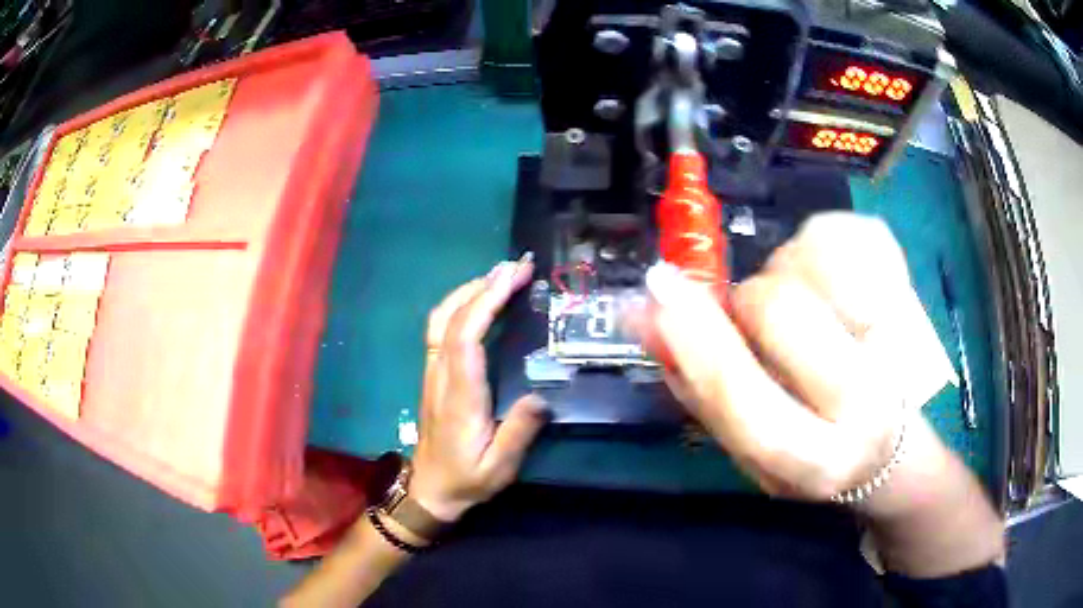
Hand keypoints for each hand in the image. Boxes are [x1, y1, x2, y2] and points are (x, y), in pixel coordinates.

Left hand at [409, 255, 549, 522]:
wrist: (429, 491)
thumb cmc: (466, 480)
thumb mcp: (499, 468)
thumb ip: (519, 432)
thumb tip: (541, 396)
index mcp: (459, 396)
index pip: (466, 337)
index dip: (487, 301)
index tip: (514, 277)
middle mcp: (441, 376)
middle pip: (451, 318)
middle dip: (483, 285)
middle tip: (519, 266)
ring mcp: (433, 373)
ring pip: (440, 319)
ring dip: (469, 290)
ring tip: (503, 275)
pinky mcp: (434, 375)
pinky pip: (441, 329)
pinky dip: (461, 305)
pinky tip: (481, 301)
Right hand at [636, 213, 952, 500]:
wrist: (887, 450)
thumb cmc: (808, 450)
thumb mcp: (748, 448)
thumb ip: (697, 386)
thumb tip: (641, 313)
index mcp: (817, 461)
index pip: (748, 402)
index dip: (697, 343)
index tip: (658, 291)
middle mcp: (866, 405)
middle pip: (781, 309)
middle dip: (747, 302)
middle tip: (753, 317)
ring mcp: (898, 345)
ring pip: (809, 259)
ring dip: (785, 273)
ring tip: (804, 307)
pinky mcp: (910, 295)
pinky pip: (850, 231)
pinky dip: (823, 241)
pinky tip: (832, 278)